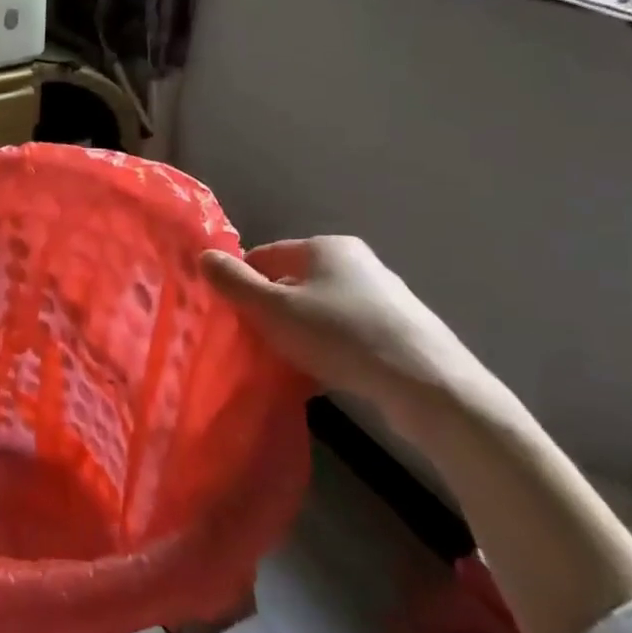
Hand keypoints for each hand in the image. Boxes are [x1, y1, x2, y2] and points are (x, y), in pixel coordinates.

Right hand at [200, 236, 511, 446]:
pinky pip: (344, 334)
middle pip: (293, 283)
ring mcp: (382, 297)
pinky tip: (318, 375)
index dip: (241, 281)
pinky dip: (325, 349)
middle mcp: (356, 263)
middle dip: (269, 310)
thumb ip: (235, 283)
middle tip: (250, 341)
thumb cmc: (341, 335)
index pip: (266, 255)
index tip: (228, 313)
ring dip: (296, 332)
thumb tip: (204, 257)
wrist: (428, 385)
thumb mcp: (274, 309)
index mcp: (326, 247)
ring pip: (318, 310)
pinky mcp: (398, 331)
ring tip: (282, 362)